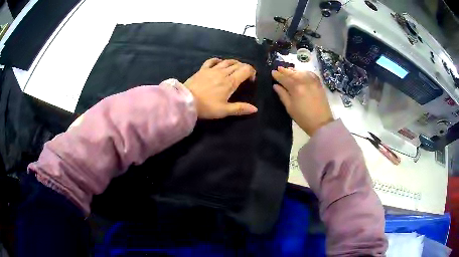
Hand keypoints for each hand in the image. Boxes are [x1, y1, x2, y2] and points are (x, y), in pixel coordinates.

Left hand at [184, 58, 257, 118]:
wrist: (186, 101)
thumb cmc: (207, 107)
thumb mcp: (225, 110)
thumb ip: (240, 108)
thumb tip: (255, 109)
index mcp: (231, 82)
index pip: (245, 70)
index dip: (251, 72)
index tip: (251, 80)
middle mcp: (223, 72)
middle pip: (237, 65)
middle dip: (244, 68)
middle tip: (244, 75)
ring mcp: (212, 69)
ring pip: (226, 61)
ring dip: (234, 63)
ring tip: (235, 68)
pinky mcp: (202, 69)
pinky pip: (212, 61)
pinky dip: (218, 60)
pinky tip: (219, 63)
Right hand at [272, 67, 332, 135]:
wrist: (321, 123)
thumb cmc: (303, 118)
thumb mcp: (290, 108)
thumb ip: (282, 95)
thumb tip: (276, 85)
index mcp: (295, 88)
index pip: (284, 78)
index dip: (277, 75)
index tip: (272, 72)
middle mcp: (304, 81)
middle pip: (292, 73)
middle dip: (284, 71)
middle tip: (278, 68)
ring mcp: (313, 81)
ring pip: (301, 72)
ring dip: (294, 70)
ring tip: (288, 70)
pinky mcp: (319, 84)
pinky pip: (311, 74)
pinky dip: (304, 72)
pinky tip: (301, 72)